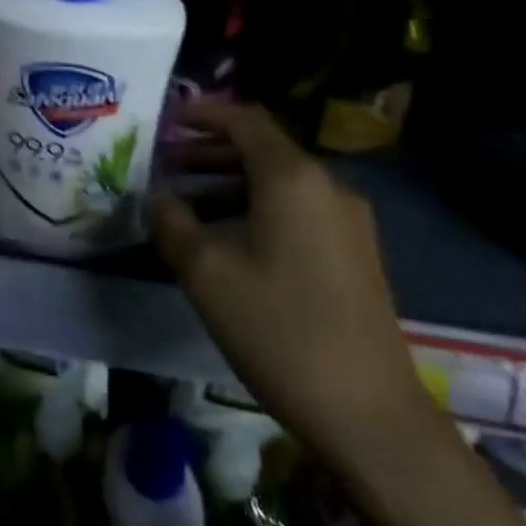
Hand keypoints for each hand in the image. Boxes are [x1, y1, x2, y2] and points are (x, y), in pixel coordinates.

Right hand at [150, 99, 430, 467]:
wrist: (368, 413)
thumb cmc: (278, 328)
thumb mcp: (206, 272)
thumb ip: (172, 222)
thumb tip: (157, 196)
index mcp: (292, 177)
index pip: (245, 119)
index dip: (204, 113)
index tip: (168, 120)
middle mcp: (327, 185)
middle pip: (262, 149)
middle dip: (210, 152)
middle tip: (167, 165)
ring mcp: (348, 220)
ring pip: (279, 182)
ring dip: (231, 183)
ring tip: (188, 204)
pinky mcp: (355, 253)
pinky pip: (297, 210)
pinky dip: (257, 208)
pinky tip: (229, 240)